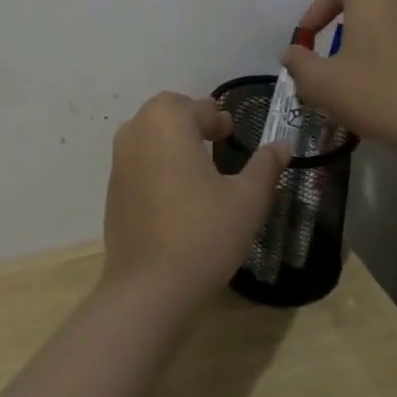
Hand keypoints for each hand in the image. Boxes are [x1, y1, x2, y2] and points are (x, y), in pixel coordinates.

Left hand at [101, 92, 288, 302]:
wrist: (148, 288)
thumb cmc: (203, 234)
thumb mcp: (246, 200)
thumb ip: (265, 166)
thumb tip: (283, 144)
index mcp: (168, 120)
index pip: (198, 108)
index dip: (217, 118)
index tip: (232, 131)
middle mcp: (138, 129)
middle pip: (168, 112)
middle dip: (193, 120)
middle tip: (217, 138)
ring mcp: (120, 158)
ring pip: (149, 134)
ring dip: (172, 139)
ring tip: (198, 163)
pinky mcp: (113, 187)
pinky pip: (138, 160)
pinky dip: (157, 162)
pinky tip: (176, 190)